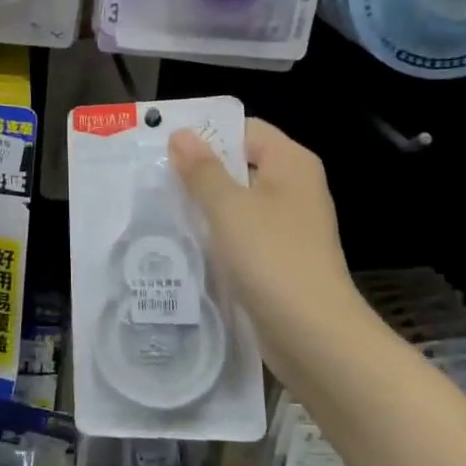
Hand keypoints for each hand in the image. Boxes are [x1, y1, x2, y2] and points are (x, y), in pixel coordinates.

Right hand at [168, 119, 372, 388]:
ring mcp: (288, 226)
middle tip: (152, 179)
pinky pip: (241, 235)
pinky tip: (183, 244)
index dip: (206, 135)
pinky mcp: (278, 259)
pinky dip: (216, 236)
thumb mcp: (229, 207)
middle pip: (240, 165)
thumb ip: (202, 170)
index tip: (164, 149)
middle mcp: (294, 188)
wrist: (313, 335)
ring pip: (237, 203)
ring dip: (203, 207)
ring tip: (159, 209)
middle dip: (199, 172)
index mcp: (291, 163)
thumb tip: (181, 134)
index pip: (244, 130)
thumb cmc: (272, 258)